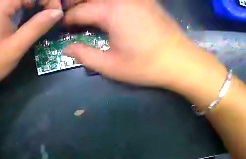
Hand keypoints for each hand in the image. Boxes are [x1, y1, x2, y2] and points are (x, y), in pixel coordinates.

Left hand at [0, 0, 62, 95]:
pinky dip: (19, 5)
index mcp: (0, 5)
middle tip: (49, 13)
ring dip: (30, 2)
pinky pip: (6, 2)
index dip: (47, 0)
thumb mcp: (14, 48)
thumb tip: (57, 12)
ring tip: (39, 14)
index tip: (55, 13)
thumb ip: (37, 27)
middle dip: (40, 1)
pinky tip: (22, 15)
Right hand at [63, 0, 214, 87]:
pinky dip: (108, 3)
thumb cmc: (146, 65)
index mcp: (111, 12)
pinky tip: (108, 10)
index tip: (63, 28)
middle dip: (76, 5)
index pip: (79, 11)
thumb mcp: (111, 66)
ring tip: (87, 14)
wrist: (182, 61)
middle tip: (72, 18)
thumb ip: (84, 55)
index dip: (67, 20)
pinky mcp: (147, 0)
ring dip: (92, 3)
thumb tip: (67, 48)